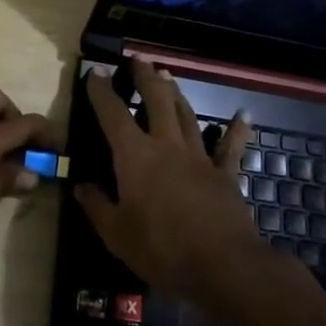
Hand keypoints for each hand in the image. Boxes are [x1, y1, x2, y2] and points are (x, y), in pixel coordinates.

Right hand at [75, 58, 266, 299]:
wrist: (222, 265)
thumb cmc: (161, 248)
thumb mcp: (116, 234)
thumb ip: (97, 206)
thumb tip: (81, 187)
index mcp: (135, 156)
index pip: (113, 114)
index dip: (101, 91)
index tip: (94, 72)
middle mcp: (167, 146)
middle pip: (156, 101)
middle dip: (145, 78)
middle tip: (138, 60)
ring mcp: (199, 158)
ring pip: (186, 115)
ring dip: (175, 93)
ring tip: (167, 75)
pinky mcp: (225, 175)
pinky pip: (230, 148)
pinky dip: (236, 130)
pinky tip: (244, 116)